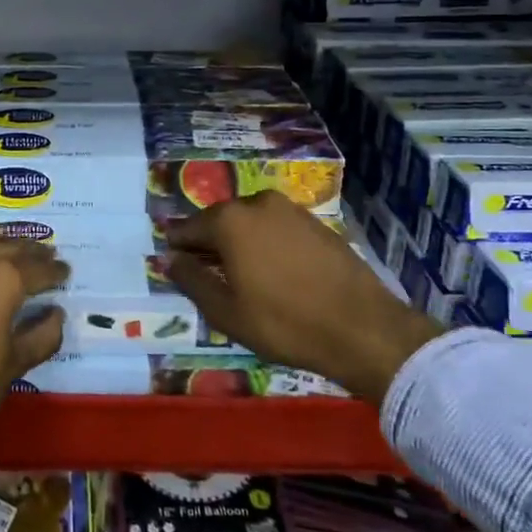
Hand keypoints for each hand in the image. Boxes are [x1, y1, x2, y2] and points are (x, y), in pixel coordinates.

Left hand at [0, 230, 68, 473]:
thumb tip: (55, 313)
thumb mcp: (12, 367)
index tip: (66, 271)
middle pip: (9, 247)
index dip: (55, 271)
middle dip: (32, 252)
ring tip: (18, 249)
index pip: (37, 268)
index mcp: (1, 279)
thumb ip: (41, 335)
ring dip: (2, 242)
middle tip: (48, 255)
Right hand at [163, 190, 442, 403]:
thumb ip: (191, 280)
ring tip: (243, 278)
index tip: (177, 269)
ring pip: (249, 223)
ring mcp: (290, 209)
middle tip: (209, 278)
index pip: (188, 228)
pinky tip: (274, 273)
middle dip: (210, 245)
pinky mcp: (315, 221)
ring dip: (240, 244)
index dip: (178, 249)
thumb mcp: (226, 311)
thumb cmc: (284, 323)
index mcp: (229, 220)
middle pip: (219, 221)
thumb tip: (168, 258)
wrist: (363, 328)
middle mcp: (256, 202)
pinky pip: (276, 228)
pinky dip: (267, 244)